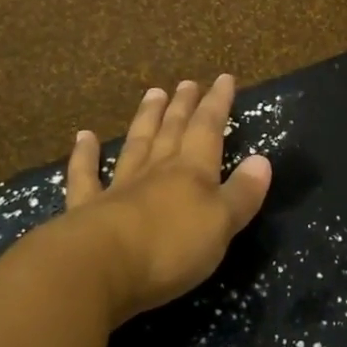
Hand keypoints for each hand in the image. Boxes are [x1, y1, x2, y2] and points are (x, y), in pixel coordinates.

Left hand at [63, 74, 272, 324]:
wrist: (99, 268)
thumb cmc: (170, 248)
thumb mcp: (221, 224)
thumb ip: (242, 193)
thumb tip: (262, 160)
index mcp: (192, 172)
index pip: (208, 129)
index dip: (217, 104)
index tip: (224, 78)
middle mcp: (156, 171)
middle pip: (172, 131)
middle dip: (183, 106)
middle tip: (186, 82)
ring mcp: (119, 187)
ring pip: (136, 144)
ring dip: (146, 119)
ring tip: (153, 93)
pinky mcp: (86, 209)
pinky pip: (86, 176)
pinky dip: (84, 155)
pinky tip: (83, 137)